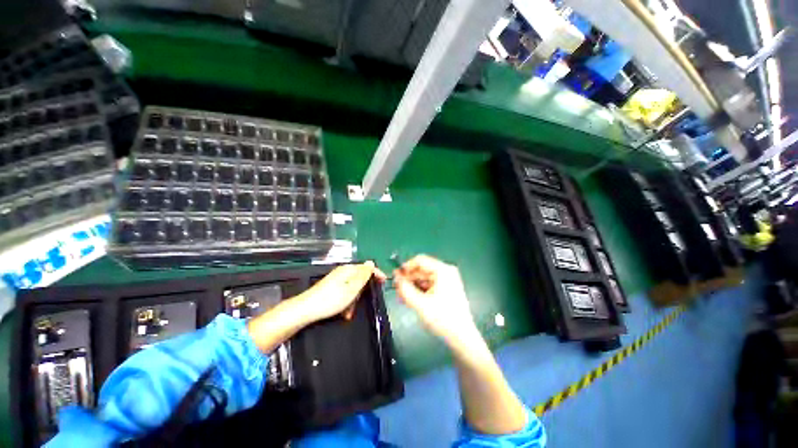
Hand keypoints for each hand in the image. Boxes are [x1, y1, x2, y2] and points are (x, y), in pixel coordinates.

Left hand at [297, 261, 385, 322]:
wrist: (306, 310)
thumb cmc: (331, 300)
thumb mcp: (352, 289)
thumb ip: (363, 275)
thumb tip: (371, 262)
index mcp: (349, 269)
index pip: (367, 268)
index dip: (377, 274)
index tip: (384, 283)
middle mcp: (343, 272)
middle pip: (360, 278)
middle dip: (363, 291)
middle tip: (362, 303)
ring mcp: (336, 279)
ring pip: (353, 288)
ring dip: (354, 300)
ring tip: (349, 312)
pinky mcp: (331, 287)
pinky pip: (345, 292)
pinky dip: (347, 302)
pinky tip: (344, 312)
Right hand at [394, 255, 478, 350]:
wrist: (462, 337)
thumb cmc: (443, 319)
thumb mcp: (420, 304)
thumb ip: (405, 289)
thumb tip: (395, 277)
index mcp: (443, 270)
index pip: (420, 260)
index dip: (406, 267)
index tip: (395, 277)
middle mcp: (446, 271)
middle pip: (422, 269)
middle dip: (409, 279)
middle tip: (397, 290)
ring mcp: (448, 280)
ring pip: (424, 278)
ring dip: (413, 286)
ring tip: (404, 297)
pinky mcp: (447, 288)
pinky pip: (430, 284)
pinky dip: (420, 290)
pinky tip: (413, 299)